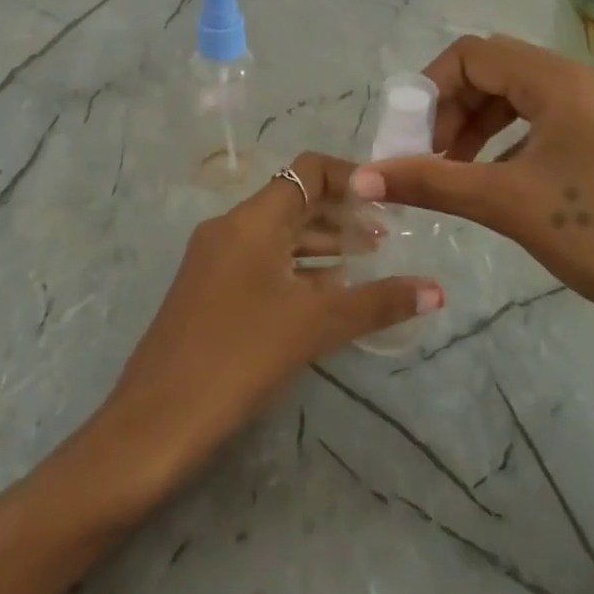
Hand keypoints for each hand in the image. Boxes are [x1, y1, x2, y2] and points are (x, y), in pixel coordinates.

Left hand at [98, 152, 443, 502]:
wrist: (156, 421)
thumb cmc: (239, 356)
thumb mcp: (315, 325)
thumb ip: (378, 302)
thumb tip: (437, 290)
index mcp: (252, 220)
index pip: (308, 171)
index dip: (351, 178)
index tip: (388, 202)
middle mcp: (231, 228)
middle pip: (294, 201)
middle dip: (341, 214)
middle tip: (387, 238)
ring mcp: (214, 259)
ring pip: (278, 235)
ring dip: (321, 244)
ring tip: (366, 264)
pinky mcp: (208, 290)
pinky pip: (261, 262)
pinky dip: (297, 268)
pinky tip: (325, 294)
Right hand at [348, 34, 593, 340]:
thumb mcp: (507, 205)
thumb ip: (430, 182)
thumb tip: (360, 178)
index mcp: (560, 81)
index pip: (473, 54)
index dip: (431, 89)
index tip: (412, 138)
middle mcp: (586, 78)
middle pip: (498, 69)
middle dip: (455, 108)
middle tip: (432, 159)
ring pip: (526, 93)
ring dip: (483, 123)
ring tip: (462, 171)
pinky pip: (554, 115)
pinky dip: (517, 136)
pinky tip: (508, 179)